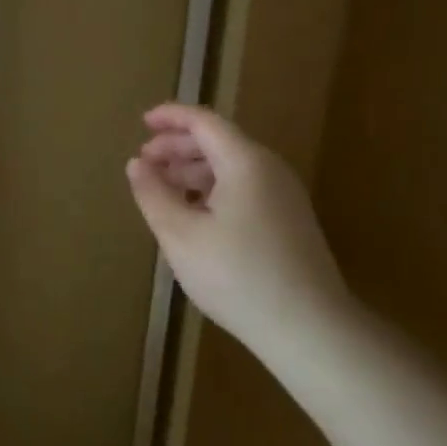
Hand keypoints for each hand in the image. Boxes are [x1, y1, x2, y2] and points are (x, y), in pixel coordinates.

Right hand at [126, 104, 348, 354]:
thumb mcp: (180, 234)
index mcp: (244, 162)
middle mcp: (269, 169)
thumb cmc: (237, 275)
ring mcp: (284, 196)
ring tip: (162, 187)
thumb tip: (136, 164)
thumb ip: (153, 193)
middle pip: (219, 141)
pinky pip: (244, 187)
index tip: (142, 122)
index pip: (204, 121)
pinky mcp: (289, 221)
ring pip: (231, 166)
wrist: (309, 328)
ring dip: (193, 169)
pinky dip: (212, 188)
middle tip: (145, 160)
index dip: (171, 117)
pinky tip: (194, 214)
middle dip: (178, 145)